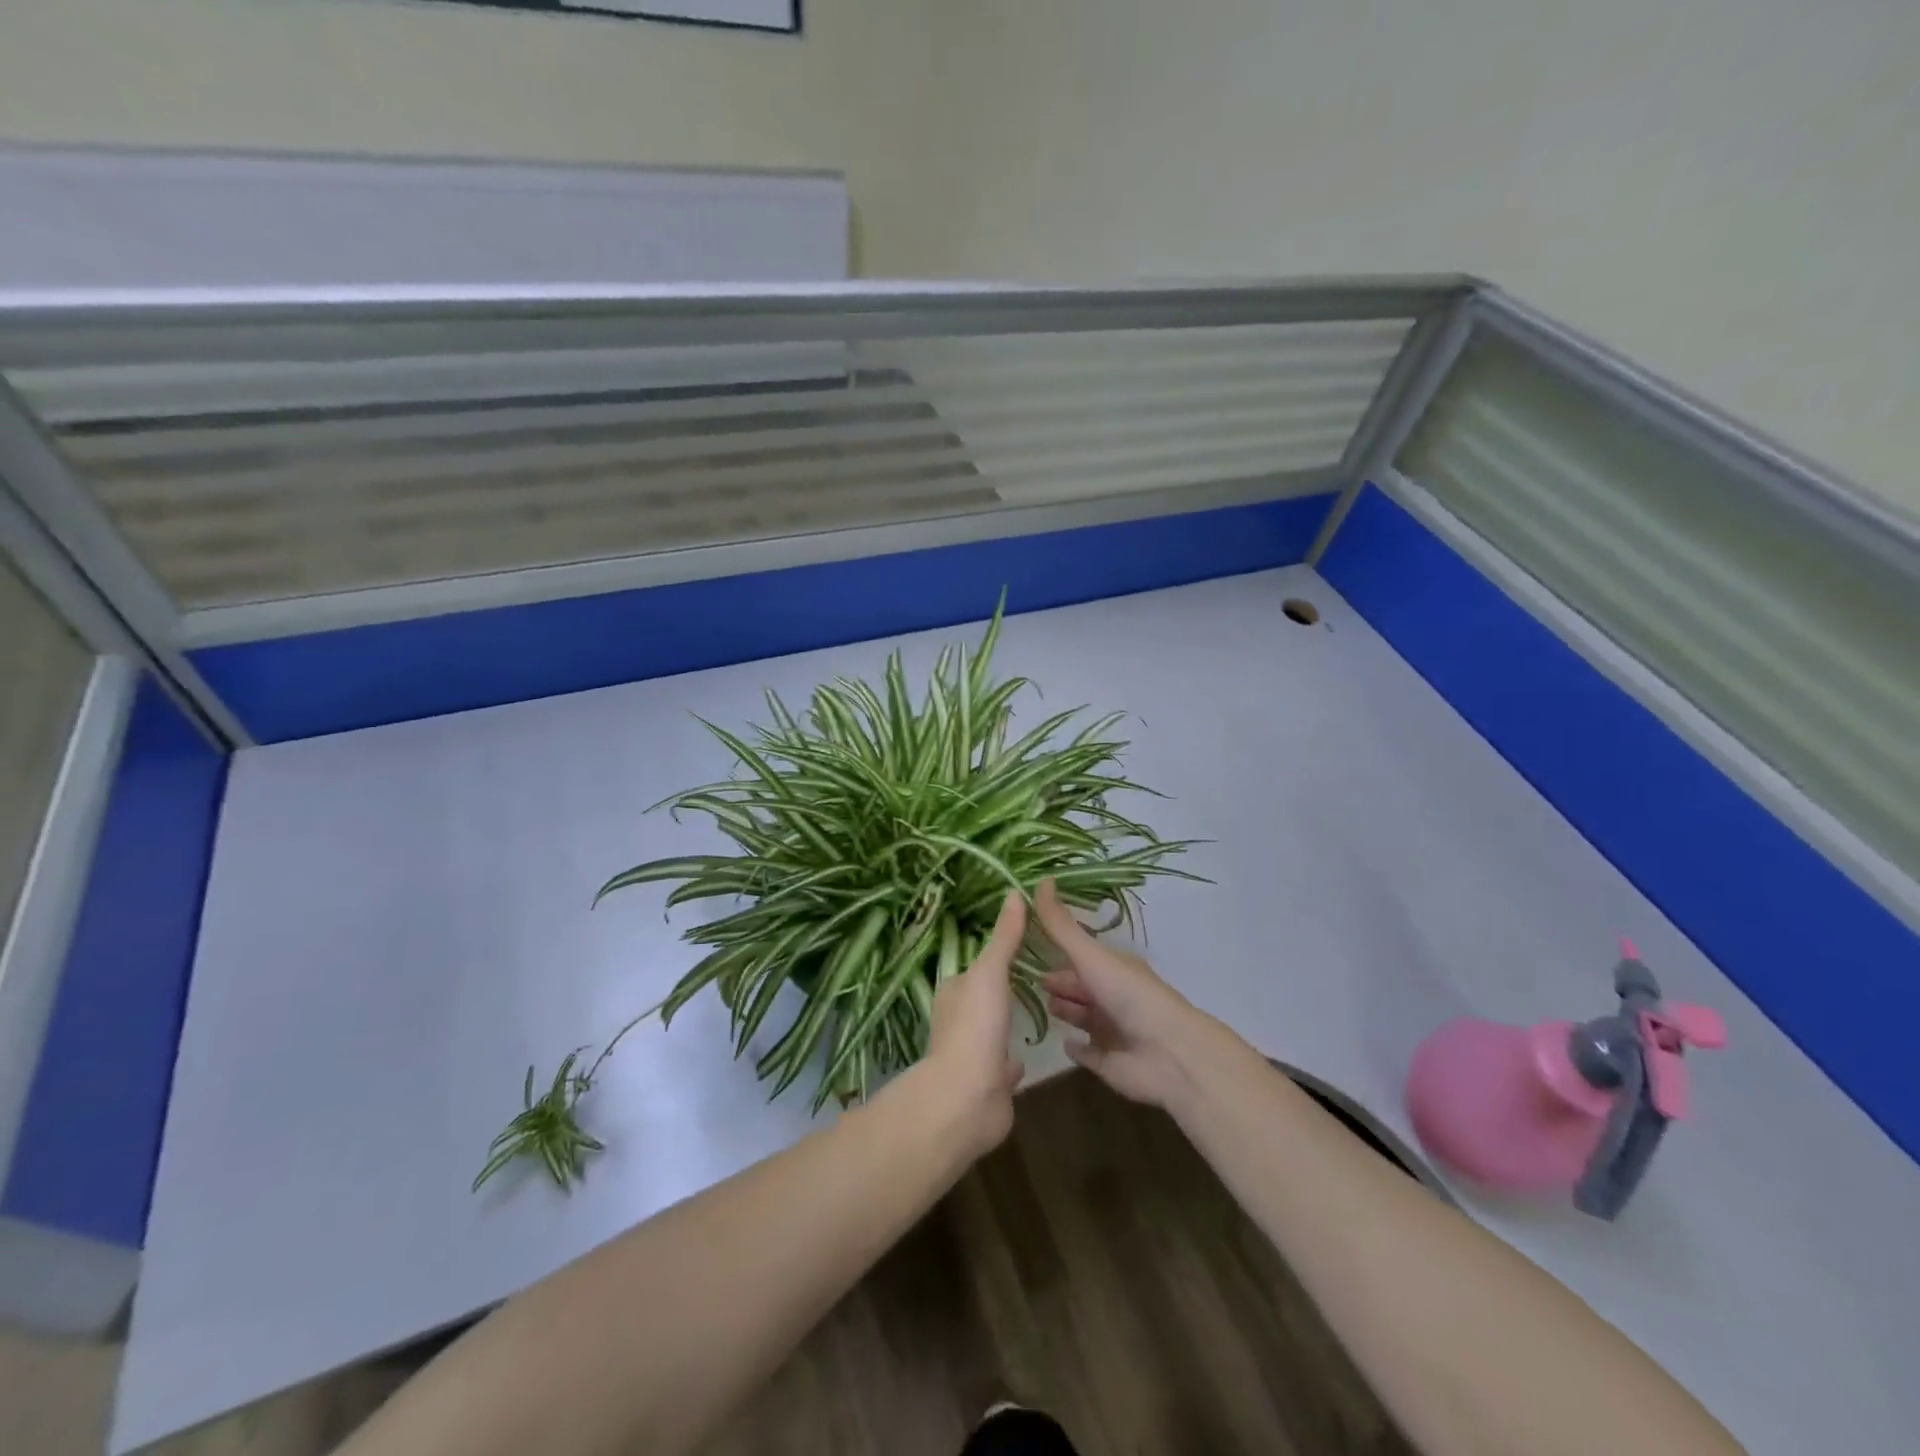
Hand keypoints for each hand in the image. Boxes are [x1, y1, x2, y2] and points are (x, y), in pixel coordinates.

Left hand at [923, 890, 1026, 1154]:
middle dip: (1000, 992)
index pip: (973, 969)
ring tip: (1034, 1012)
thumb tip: (1014, 892)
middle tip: (1035, 979)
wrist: (966, 1099)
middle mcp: (958, 1023)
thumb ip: (1004, 937)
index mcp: (953, 994)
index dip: (993, 959)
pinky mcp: (988, 1086)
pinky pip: (1002, 1069)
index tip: (1020, 948)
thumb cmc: (974, 1027)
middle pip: (981, 1000)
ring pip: (991, 1034)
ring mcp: (972, 1057)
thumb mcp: (990, 972)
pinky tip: (1025, 1058)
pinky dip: (1011, 1062)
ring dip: (1005, 1025)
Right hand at [1035, 878, 1208, 1109]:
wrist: (1169, 1053)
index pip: (1081, 955)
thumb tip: (1041, 879)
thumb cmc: (1129, 996)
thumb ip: (1061, 925)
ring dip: (1065, 1011)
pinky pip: (1089, 1053)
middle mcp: (1113, 995)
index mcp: (1113, 967)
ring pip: (1083, 1017)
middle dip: (1059, 982)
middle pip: (1080, 986)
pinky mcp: (1110, 1062)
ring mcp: (1113, 1030)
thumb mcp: (1091, 955)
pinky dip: (1077, 1048)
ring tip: (1039, 1007)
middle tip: (1026, 980)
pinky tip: (1063, 1043)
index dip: (1057, 951)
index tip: (1026, 945)